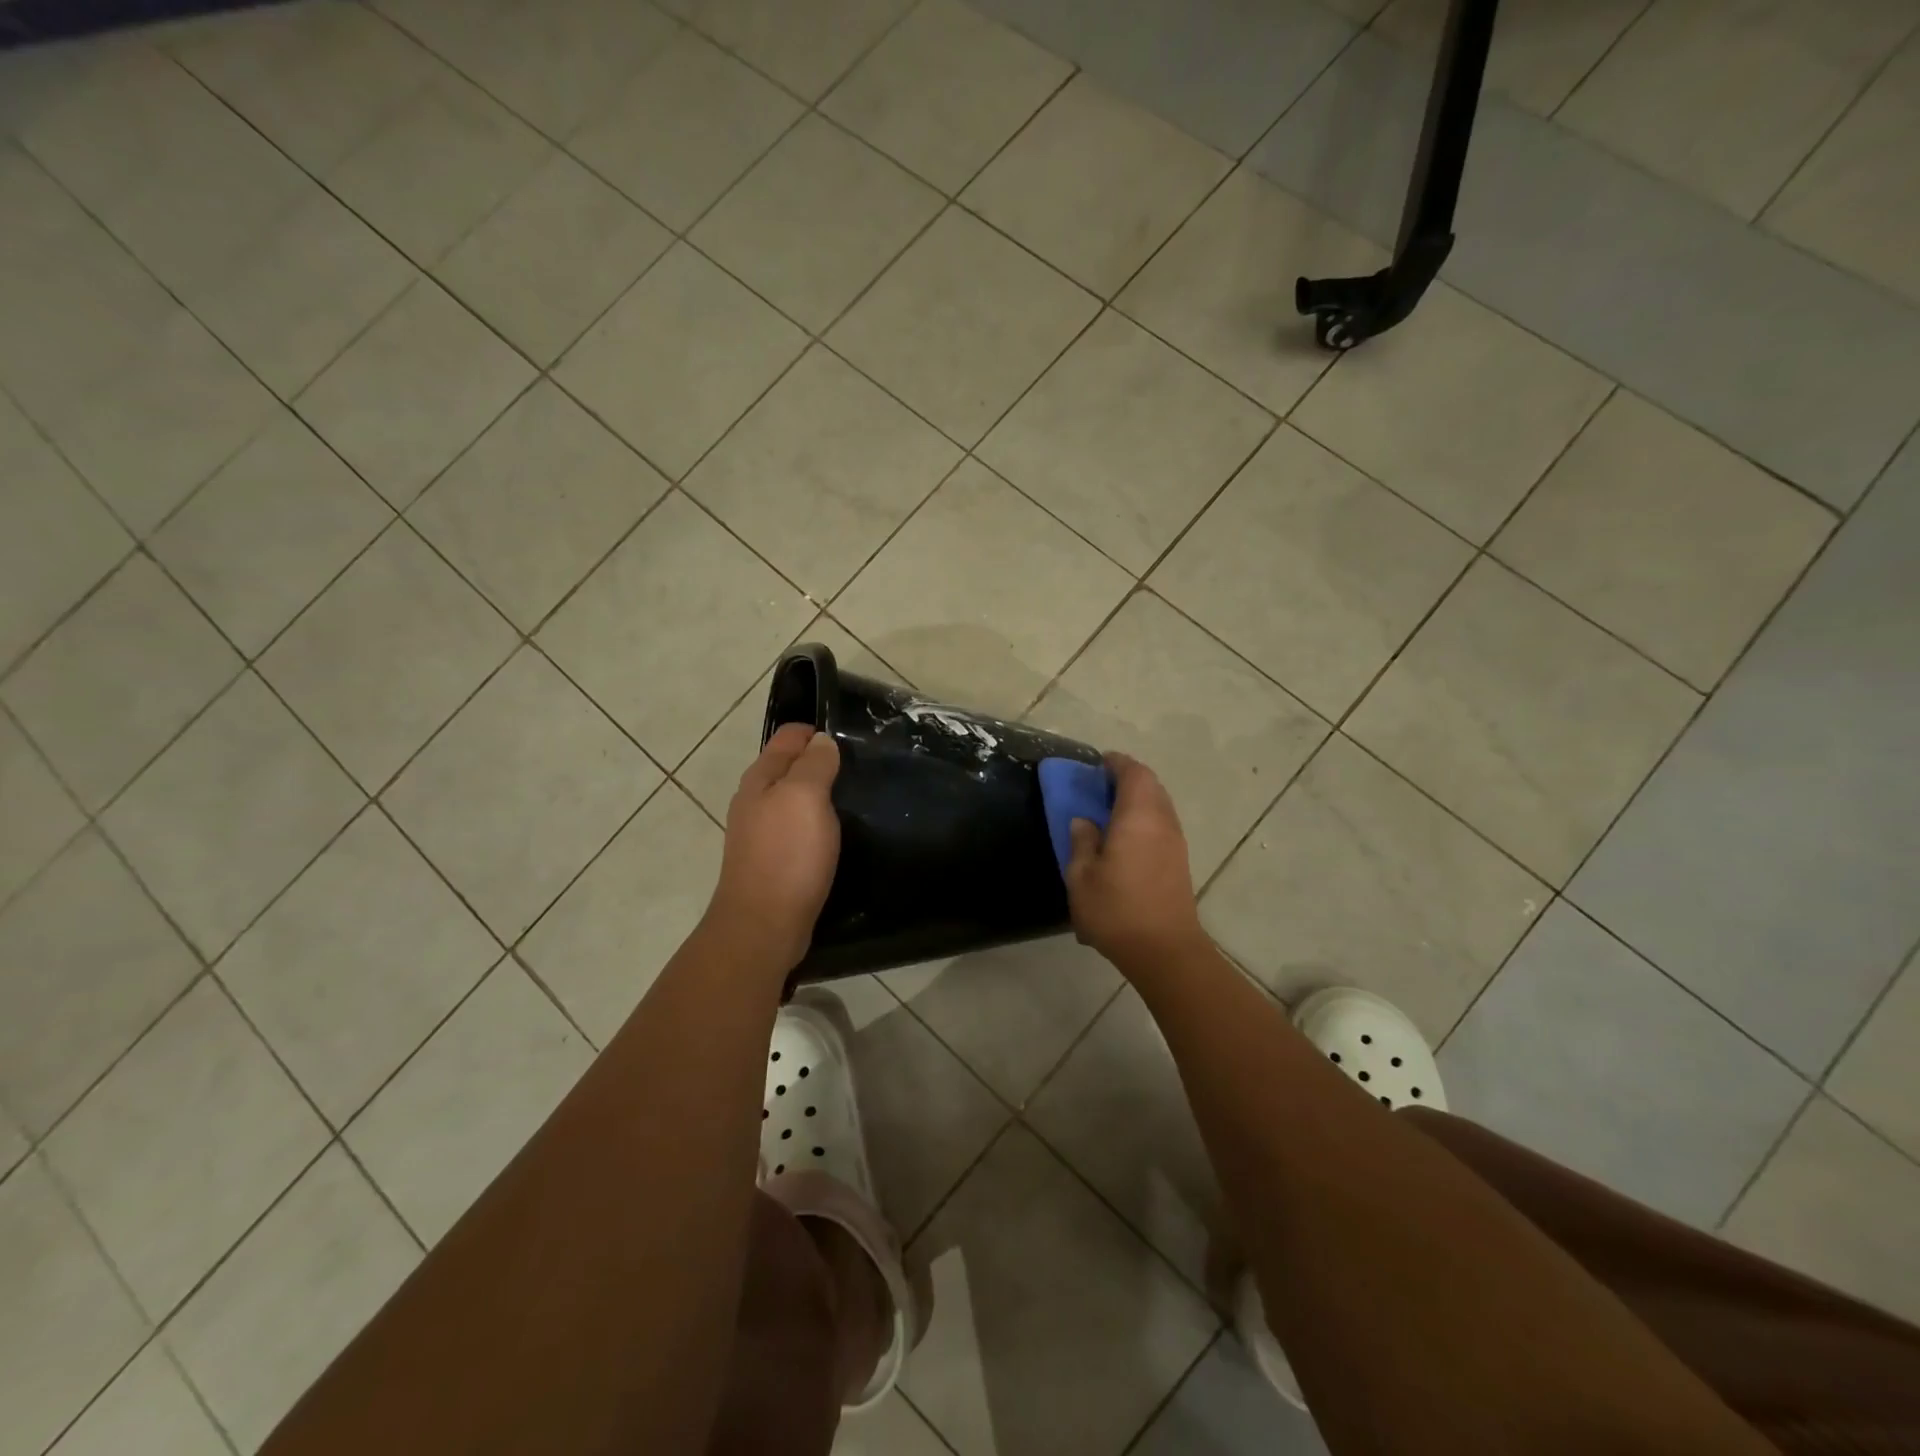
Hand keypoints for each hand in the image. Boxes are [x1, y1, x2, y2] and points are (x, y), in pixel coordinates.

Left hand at [705, 724, 841, 972]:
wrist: (764, 926)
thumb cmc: (787, 855)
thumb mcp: (805, 797)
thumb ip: (814, 764)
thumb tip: (822, 739)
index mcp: (761, 778)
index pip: (789, 736)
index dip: (818, 731)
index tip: (854, 737)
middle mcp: (756, 800)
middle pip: (791, 766)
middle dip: (821, 761)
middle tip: (862, 766)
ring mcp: (762, 832)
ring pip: (795, 799)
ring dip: (821, 793)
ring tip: (857, 796)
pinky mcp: (774, 860)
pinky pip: (798, 828)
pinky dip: (818, 823)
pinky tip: (839, 832)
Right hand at [1065, 753, 1206, 972]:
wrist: (1164, 950)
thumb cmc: (1116, 910)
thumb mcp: (1081, 877)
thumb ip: (1081, 842)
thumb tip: (1084, 821)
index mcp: (1138, 817)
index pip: (1133, 773)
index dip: (1116, 763)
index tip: (1098, 763)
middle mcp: (1162, 821)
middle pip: (1151, 785)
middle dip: (1127, 778)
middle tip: (1100, 785)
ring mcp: (1175, 841)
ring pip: (1160, 804)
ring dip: (1138, 798)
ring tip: (1110, 809)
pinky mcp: (1180, 860)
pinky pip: (1163, 823)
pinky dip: (1145, 817)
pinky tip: (1126, 836)